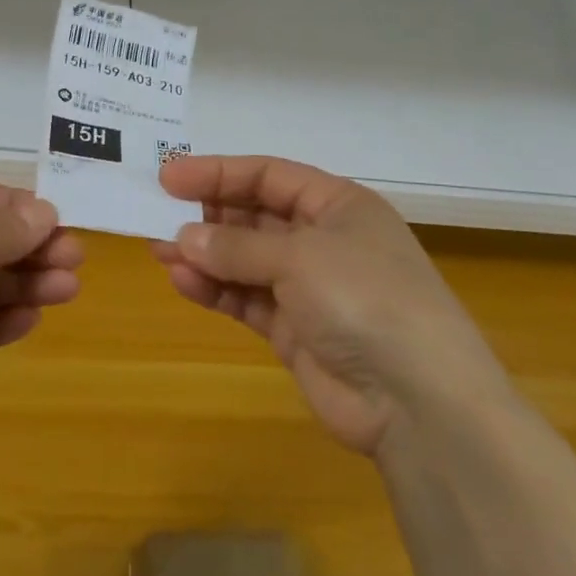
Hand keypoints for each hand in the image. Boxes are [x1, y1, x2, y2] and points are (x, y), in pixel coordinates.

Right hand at [153, 156, 507, 455]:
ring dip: (204, 254)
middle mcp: (324, 240)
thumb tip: (185, 237)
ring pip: (244, 259)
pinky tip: (184, 283)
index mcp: (338, 206)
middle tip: (157, 215)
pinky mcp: (295, 329)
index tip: (168, 177)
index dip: (218, 172)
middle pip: (254, 215)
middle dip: (207, 215)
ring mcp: (309, 288)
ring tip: (159, 250)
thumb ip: (237, 245)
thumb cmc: (365, 299)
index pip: (269, 175)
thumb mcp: (300, 257)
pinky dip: (216, 290)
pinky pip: (246, 299)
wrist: (418, 403)